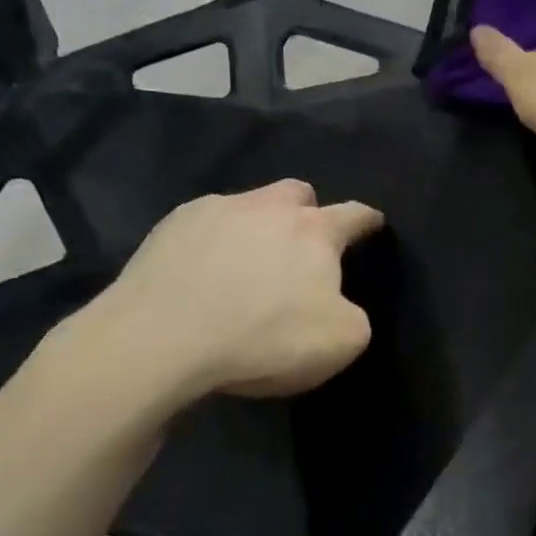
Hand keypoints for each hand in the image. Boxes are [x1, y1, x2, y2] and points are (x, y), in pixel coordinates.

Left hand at [60, 180, 384, 419]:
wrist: (162, 339)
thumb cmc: (264, 337)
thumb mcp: (340, 342)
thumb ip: (353, 317)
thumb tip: (338, 307)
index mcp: (315, 230)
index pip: (353, 214)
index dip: (367, 220)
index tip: (373, 223)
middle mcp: (267, 207)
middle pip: (296, 193)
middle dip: (305, 211)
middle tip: (299, 245)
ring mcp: (214, 211)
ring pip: (248, 205)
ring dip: (255, 227)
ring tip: (244, 264)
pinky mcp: (169, 227)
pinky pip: (203, 225)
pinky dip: (210, 243)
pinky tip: (201, 275)